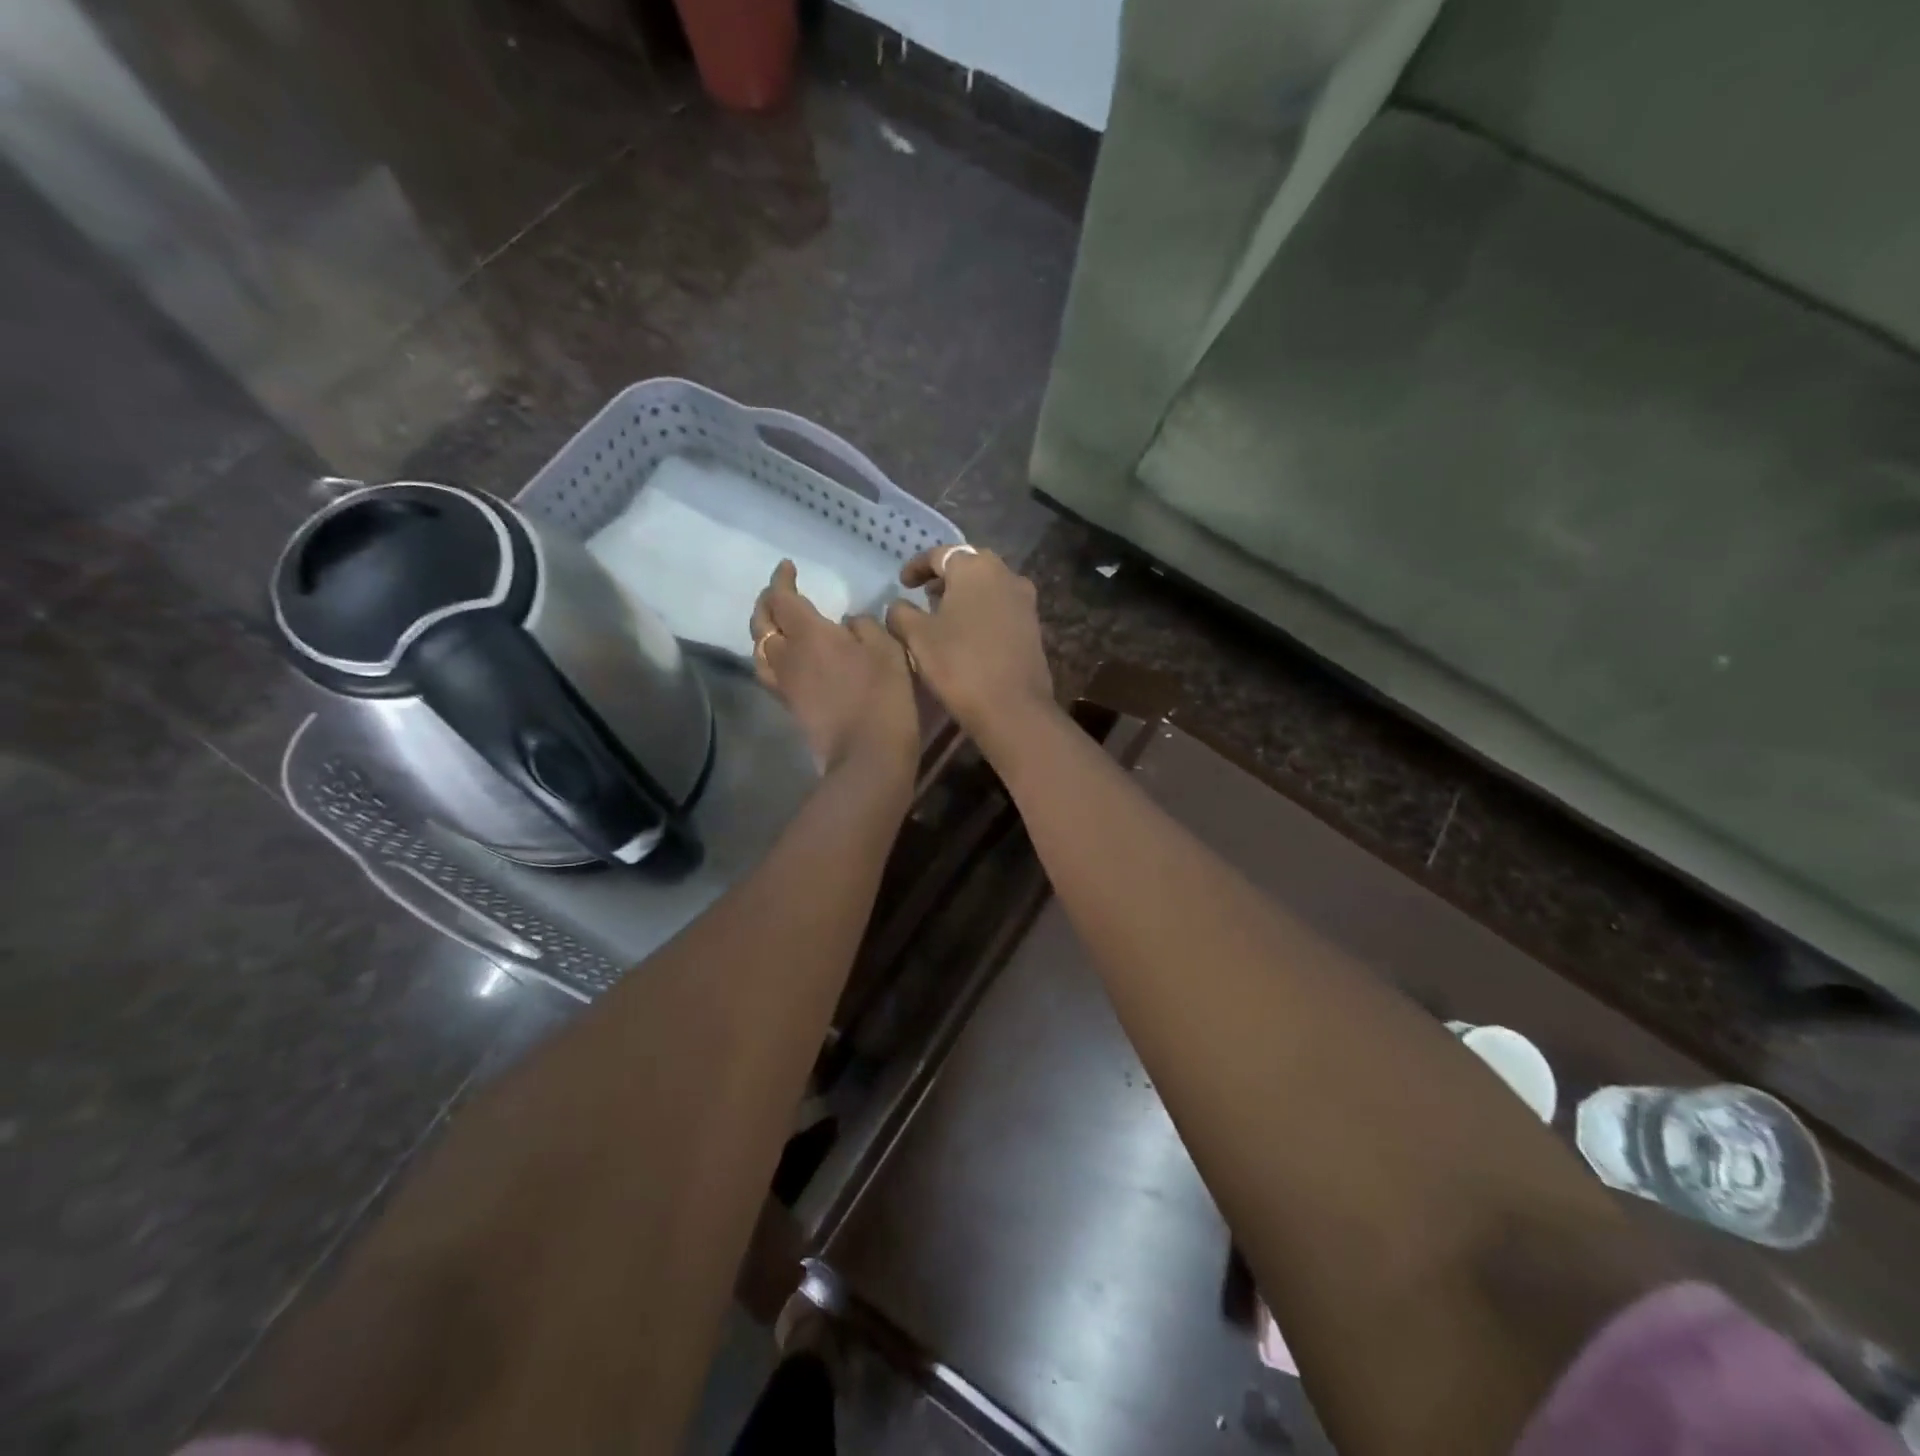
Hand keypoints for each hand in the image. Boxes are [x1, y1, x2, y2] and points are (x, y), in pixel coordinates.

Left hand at [750, 560, 918, 779]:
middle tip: (779, 592)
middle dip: (767, 602)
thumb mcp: (886, 649)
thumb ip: (864, 626)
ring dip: (764, 631)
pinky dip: (771, 656)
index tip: (788, 566)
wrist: (866, 753)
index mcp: (808, 633)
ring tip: (777, 624)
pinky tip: (788, 657)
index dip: (781, 579)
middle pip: (761, 622)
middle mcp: (787, 654)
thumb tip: (848, 622)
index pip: (782, 598)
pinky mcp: (790, 705)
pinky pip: (769, 672)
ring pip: (759, 649)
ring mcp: (785, 683)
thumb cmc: (881, 695)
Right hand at [884, 545, 1054, 749]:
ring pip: (988, 586)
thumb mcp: (917, 637)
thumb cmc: (959, 665)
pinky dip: (983, 610)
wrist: (1012, 708)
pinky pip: (1002, 606)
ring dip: (965, 594)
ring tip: (944, 615)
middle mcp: (1005, 574)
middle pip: (969, 565)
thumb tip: (898, 606)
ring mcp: (1024, 600)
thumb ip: (901, 614)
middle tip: (925, 595)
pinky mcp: (1033, 625)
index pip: (939, 554)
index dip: (916, 567)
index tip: (902, 584)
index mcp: (975, 567)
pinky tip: (969, 633)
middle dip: (945, 577)